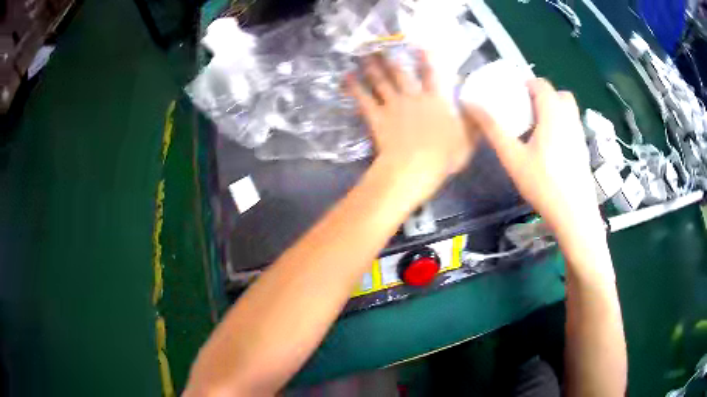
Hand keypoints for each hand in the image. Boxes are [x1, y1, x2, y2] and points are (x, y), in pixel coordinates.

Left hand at [346, 52, 475, 205]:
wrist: (414, 168)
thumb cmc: (444, 157)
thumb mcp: (467, 142)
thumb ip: (473, 125)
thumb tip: (481, 110)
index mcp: (436, 100)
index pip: (433, 74)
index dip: (427, 58)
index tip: (420, 45)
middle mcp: (413, 96)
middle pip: (400, 72)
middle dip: (391, 57)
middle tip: (381, 45)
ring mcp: (393, 105)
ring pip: (381, 80)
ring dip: (372, 66)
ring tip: (364, 55)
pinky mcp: (377, 116)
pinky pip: (363, 98)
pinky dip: (354, 87)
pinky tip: (346, 77)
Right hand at [464, 79, 603, 246]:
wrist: (575, 217)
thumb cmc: (544, 185)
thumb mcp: (513, 158)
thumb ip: (493, 129)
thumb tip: (471, 103)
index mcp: (553, 114)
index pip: (541, 84)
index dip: (526, 84)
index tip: (512, 96)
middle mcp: (570, 119)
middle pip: (559, 94)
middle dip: (542, 96)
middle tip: (526, 111)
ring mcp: (579, 135)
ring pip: (568, 110)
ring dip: (553, 110)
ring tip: (536, 129)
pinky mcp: (583, 151)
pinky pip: (572, 126)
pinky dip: (561, 125)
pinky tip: (550, 148)